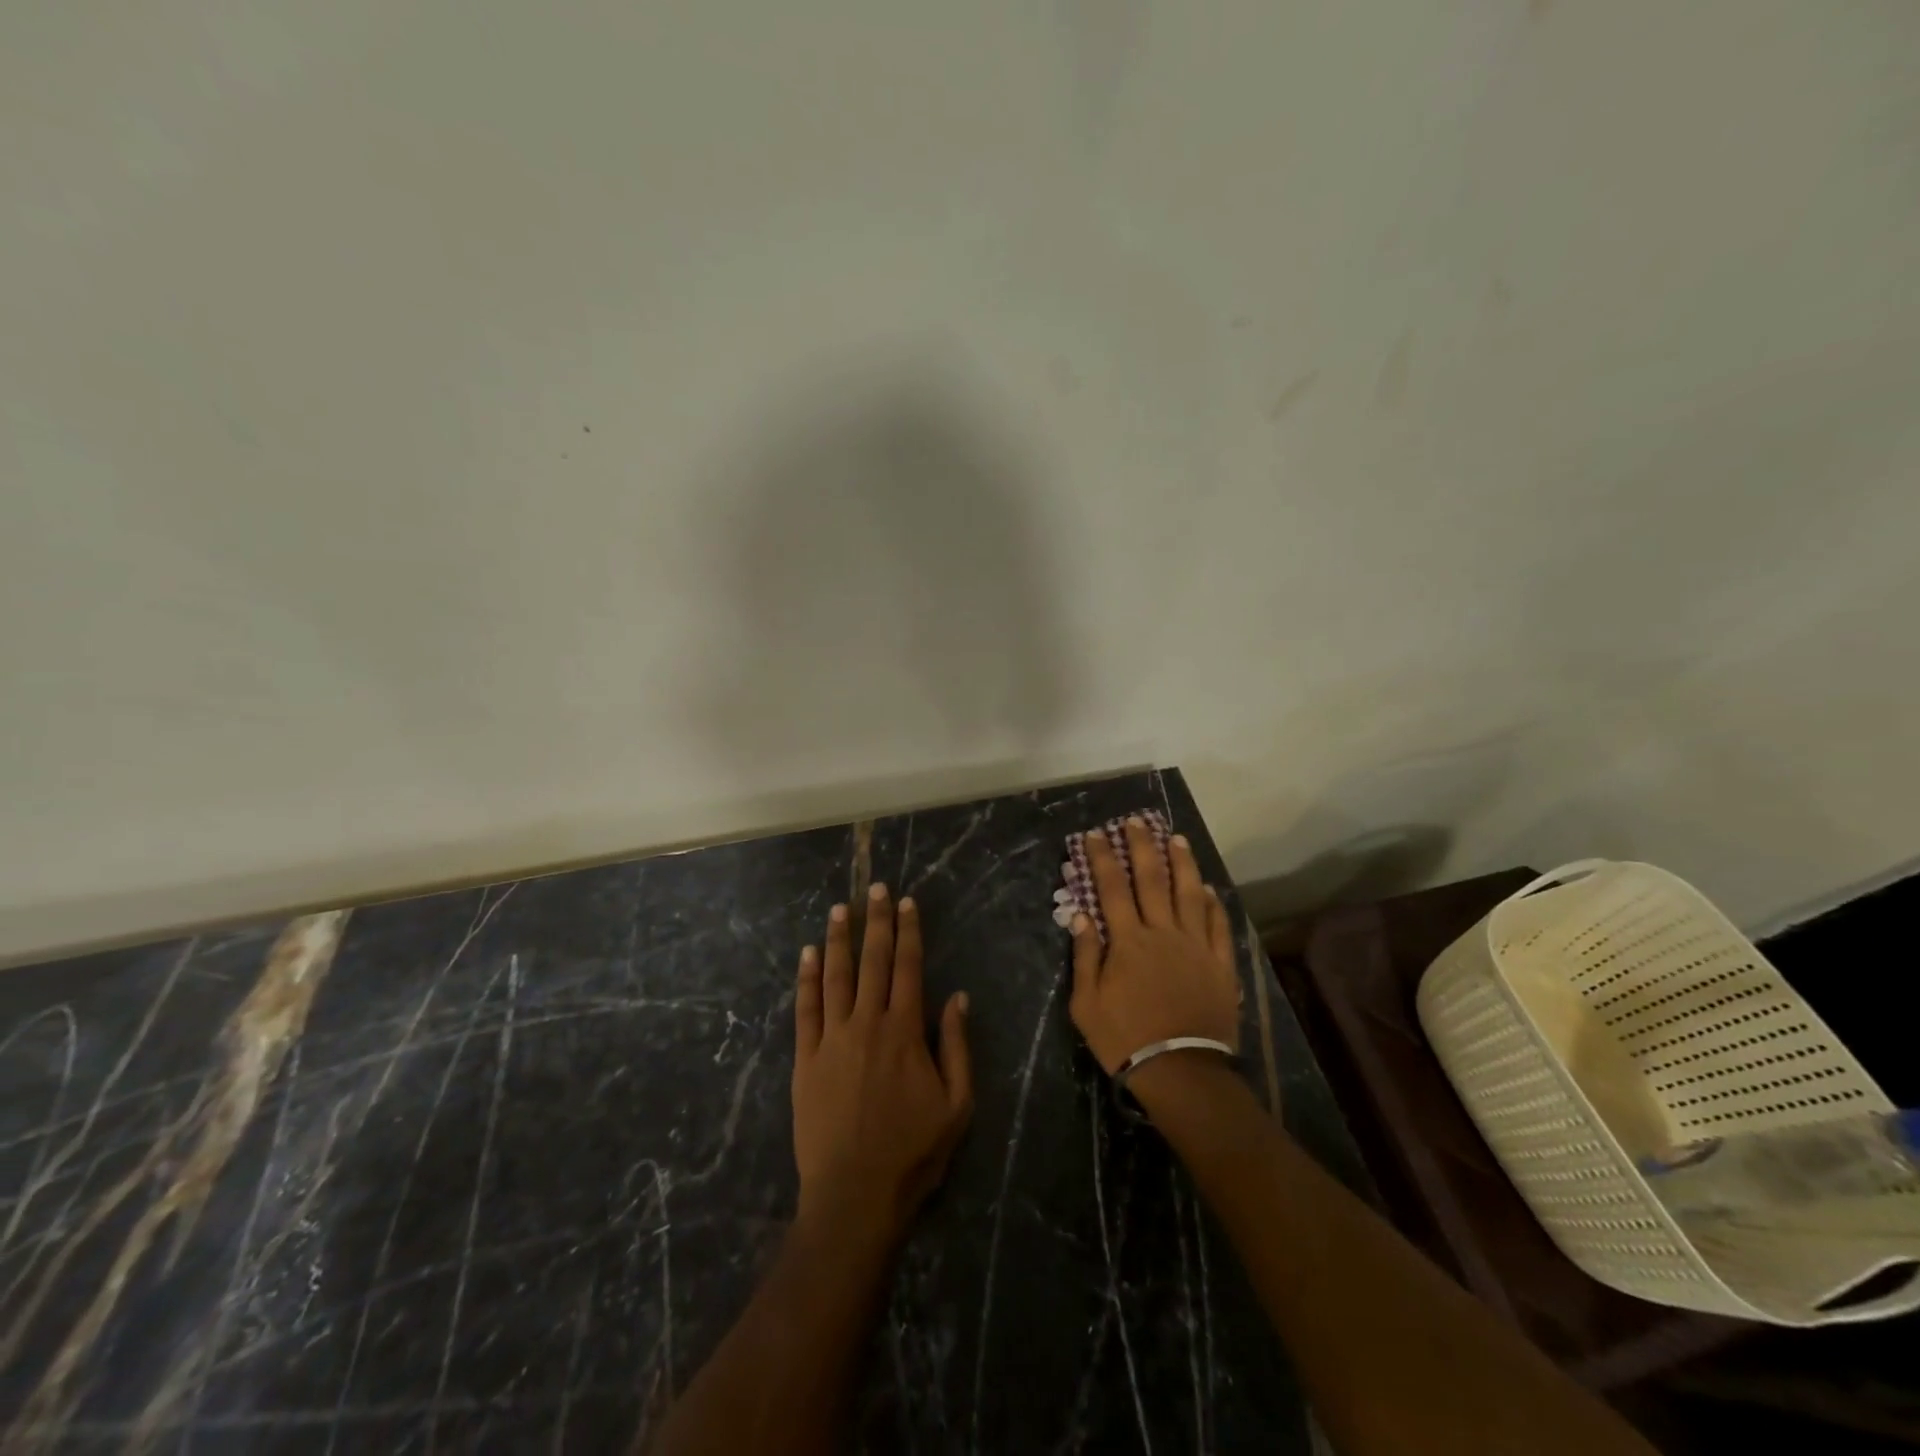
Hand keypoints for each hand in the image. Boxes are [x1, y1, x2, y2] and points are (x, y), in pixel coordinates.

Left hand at [792, 885, 973, 1245]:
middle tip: (875, 888)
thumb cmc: (913, 1152)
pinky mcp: (805, 1059)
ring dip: (839, 939)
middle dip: (875, 921)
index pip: (908, 967)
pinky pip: (805, 1009)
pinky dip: (807, 979)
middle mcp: (867, 1023)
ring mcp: (831, 1039)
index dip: (908, 932)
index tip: (906, 903)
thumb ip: (956, 1046)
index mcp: (904, 1031)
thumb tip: (958, 997)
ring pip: (836, 976)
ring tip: (840, 908)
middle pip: (872, 961)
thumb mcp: (957, 1105)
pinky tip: (808, 954)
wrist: (854, 1196)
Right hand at [1068, 818, 1239, 1074]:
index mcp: (1128, 941)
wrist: (1181, 1072)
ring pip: (1189, 893)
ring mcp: (1196, 946)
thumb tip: (1080, 915)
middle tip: (1137, 821)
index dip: (1102, 857)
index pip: (1112, 887)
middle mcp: (1163, 933)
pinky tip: (1207, 888)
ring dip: (1181, 863)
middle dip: (1142, 846)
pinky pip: (1217, 925)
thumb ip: (1086, 956)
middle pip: (1151, 880)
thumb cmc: (1125, 1038)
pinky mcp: (1220, 964)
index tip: (1095, 834)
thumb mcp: (1087, 1003)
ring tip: (1176, 838)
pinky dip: (1212, 903)